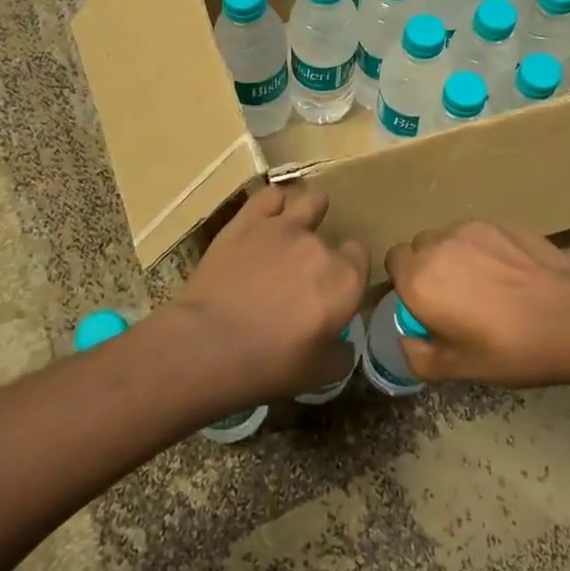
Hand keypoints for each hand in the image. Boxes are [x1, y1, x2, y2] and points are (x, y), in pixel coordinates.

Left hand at [174, 185, 369, 404]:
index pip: (360, 256)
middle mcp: (320, 246)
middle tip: (302, 275)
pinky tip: (268, 216)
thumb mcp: (319, 374)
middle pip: (331, 237)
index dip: (348, 270)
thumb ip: (341, 353)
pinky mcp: (248, 220)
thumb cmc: (271, 365)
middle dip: (322, 252)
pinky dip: (273, 205)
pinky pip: (270, 196)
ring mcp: (284, 227)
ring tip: (297, 226)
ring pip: (310, 201)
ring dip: (309, 212)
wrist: (209, 345)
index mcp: (346, 280)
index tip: (334, 286)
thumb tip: (343, 344)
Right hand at [384, 221, 569, 386]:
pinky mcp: (502, 223)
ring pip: (451, 238)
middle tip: (456, 298)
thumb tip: (408, 338)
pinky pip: (480, 234)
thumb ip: (417, 355)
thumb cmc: (507, 348)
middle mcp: (438, 245)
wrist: (569, 316)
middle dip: (429, 267)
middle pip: (421, 247)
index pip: (393, 262)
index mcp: (418, 279)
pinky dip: (485, 249)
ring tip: (488, 285)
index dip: (406, 282)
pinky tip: (511, 274)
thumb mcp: (456, 369)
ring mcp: (472, 229)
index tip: (426, 305)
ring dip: (457, 256)